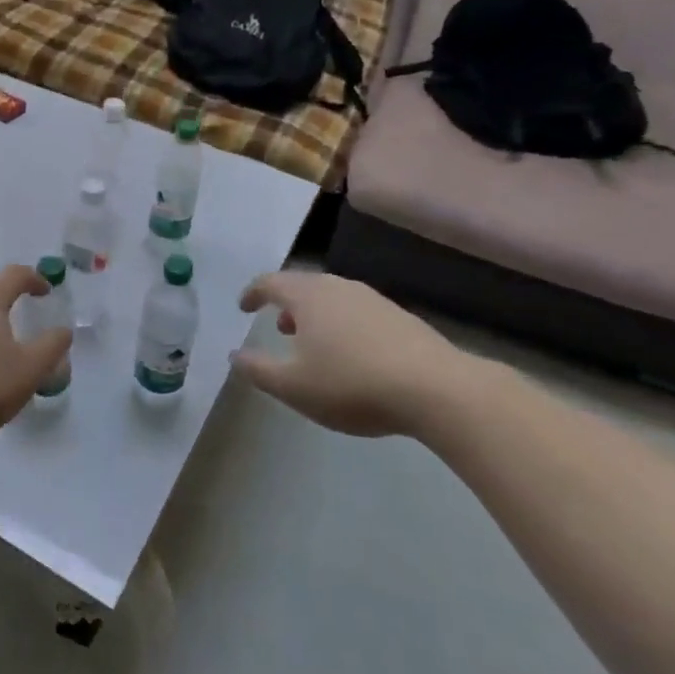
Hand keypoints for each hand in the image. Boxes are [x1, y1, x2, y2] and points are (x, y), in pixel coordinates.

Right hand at [230, 272, 479, 438]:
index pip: (270, 282)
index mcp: (307, 296)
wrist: (439, 390)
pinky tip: (353, 355)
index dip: (252, 293)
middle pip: (304, 286)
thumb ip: (257, 369)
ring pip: (333, 298)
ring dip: (316, 315)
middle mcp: (338, 287)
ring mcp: (373, 300)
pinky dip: (343, 325)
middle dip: (286, 304)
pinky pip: (358, 312)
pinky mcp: (401, 318)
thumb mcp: (293, 386)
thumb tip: (235, 355)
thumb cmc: (352, 384)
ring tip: (314, 343)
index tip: (243, 307)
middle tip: (278, 326)